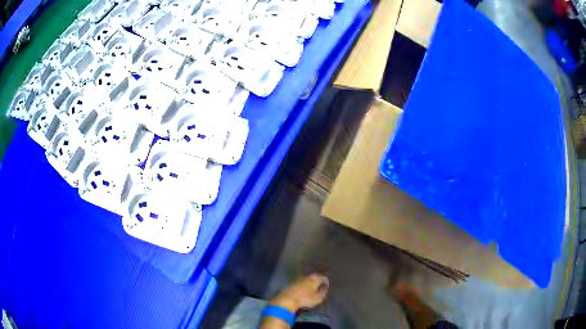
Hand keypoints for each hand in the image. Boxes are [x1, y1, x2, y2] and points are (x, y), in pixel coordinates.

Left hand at [269, 274, 329, 312]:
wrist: (287, 299)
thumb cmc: (305, 299)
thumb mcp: (318, 298)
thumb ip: (323, 292)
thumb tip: (324, 288)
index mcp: (315, 278)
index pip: (324, 278)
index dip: (326, 283)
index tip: (326, 289)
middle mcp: (307, 276)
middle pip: (315, 277)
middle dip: (318, 282)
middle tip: (319, 288)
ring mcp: (298, 278)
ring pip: (307, 279)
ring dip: (310, 283)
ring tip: (311, 290)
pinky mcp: (291, 282)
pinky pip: (300, 282)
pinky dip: (303, 285)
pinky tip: (302, 291)